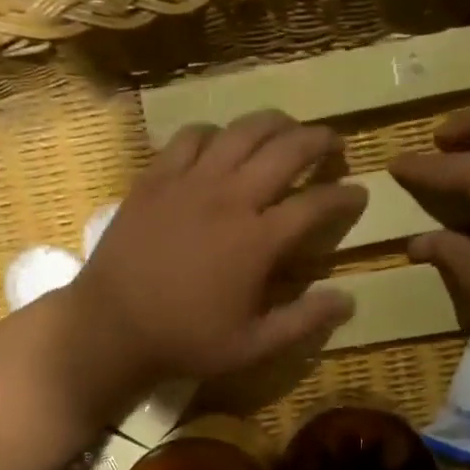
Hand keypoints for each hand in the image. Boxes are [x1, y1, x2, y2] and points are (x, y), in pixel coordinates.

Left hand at [64, 111, 365, 403]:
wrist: (110, 327)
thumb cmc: (185, 340)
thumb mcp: (253, 346)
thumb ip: (304, 321)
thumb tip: (349, 300)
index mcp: (258, 241)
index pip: (316, 204)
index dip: (345, 195)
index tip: (359, 192)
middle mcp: (230, 198)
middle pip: (286, 149)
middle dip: (318, 140)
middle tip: (333, 144)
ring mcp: (190, 181)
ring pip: (241, 131)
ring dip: (273, 124)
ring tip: (287, 128)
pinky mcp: (156, 177)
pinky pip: (191, 137)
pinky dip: (215, 133)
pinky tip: (221, 143)